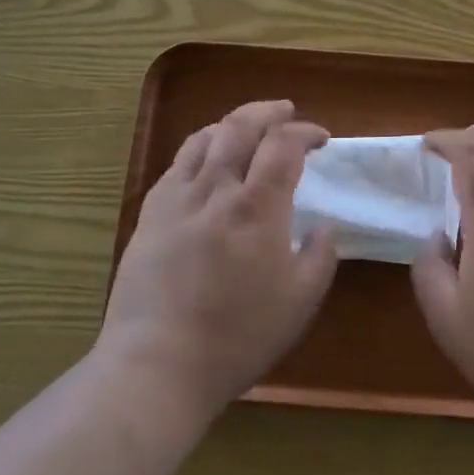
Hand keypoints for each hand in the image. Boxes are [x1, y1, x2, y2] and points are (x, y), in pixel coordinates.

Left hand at [99, 100, 338, 418]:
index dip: (305, 132)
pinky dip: (199, 149)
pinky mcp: (149, 215)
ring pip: (204, 138)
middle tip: (286, 111)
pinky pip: (176, 164)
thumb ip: (320, 256)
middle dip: (268, 111)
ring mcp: (177, 199)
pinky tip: (205, 163)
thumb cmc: (237, 337)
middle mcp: (216, 189)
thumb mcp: (299, 302)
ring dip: (231, 124)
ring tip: (246, 129)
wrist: (157, 364)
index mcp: (257, 207)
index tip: (321, 138)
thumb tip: (324, 226)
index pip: (283, 145)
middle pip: (240, 126)